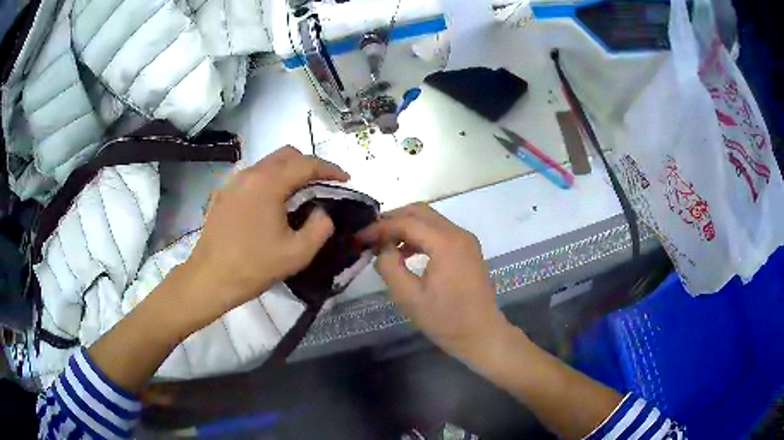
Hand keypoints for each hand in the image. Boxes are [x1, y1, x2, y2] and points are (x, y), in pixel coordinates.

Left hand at [178, 146, 349, 327]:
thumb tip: (322, 211)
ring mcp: (233, 182)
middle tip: (323, 184)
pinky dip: (269, 181)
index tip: (345, 179)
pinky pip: (252, 177)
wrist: (210, 278)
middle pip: (286, 155)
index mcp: (268, 183)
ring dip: (288, 172)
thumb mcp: (298, 253)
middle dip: (309, 165)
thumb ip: (320, 227)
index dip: (330, 169)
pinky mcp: (223, 193)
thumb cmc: (254, 266)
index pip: (306, 164)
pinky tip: (270, 205)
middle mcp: (249, 173)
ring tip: (299, 194)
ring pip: (267, 164)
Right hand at [358, 203, 509, 357]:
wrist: (482, 334)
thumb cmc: (446, 320)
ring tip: (384, 245)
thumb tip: (382, 248)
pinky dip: (420, 236)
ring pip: (430, 220)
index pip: (406, 222)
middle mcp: (458, 233)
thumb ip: (390, 267)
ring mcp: (465, 240)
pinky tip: (405, 254)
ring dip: (406, 227)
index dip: (380, 227)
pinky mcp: (467, 249)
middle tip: (371, 236)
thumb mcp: (410, 297)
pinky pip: (439, 232)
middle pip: (420, 212)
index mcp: (446, 243)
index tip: (359, 237)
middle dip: (393, 220)